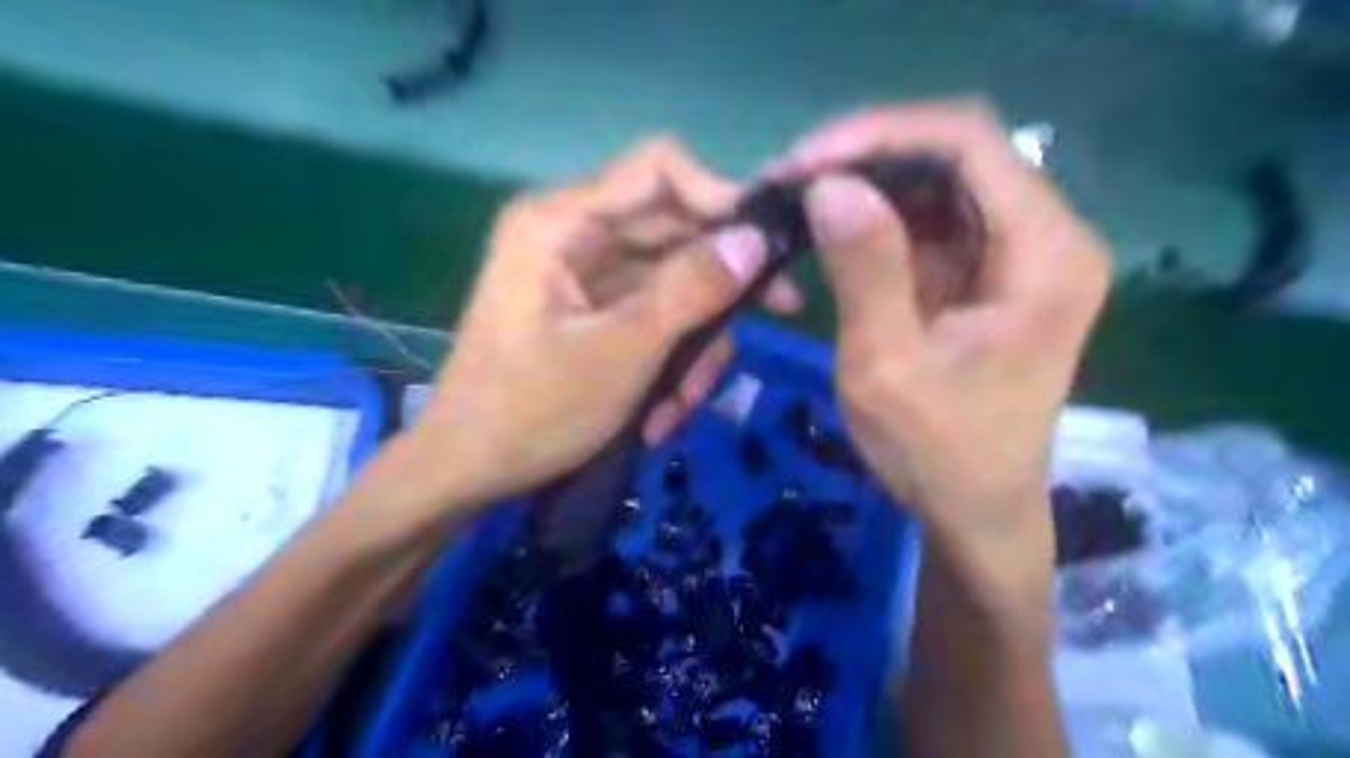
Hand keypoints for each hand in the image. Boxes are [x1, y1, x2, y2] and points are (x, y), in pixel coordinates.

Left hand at [411, 139, 798, 512]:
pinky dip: (667, 363)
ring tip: (678, 409)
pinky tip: (660, 415)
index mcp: (562, 223)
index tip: (765, 244)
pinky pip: (652, 319)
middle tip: (775, 319)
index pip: (659, 169)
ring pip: (672, 286)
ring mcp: (584, 278)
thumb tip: (755, 239)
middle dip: (716, 292)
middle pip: (675, 234)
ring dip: (691, 347)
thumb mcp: (622, 352)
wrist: (468, 471)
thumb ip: (690, 290)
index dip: (719, 195)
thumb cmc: (532, 411)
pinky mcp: (593, 314)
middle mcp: (574, 236)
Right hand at [781, 101, 1107, 575]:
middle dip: (863, 158)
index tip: (803, 161)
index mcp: (1045, 252)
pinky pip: (926, 220)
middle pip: (952, 155)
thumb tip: (828, 183)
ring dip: (863, 185)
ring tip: (796, 199)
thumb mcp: (887, 366)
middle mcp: (1045, 235)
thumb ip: (865, 267)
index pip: (968, 144)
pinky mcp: (982, 272)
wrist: (974, 511)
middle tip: (787, 179)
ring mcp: (1013, 252)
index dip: (879, 135)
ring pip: (934, 183)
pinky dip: (873, 218)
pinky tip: (827, 227)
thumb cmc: (937, 453)